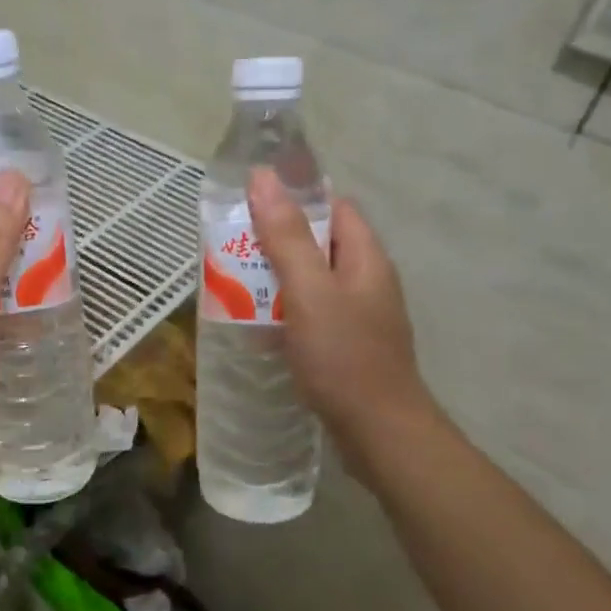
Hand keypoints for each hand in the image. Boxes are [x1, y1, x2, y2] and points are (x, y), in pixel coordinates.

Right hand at [246, 167, 436, 467]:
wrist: (379, 433)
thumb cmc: (344, 356)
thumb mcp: (309, 291)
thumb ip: (286, 236)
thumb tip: (263, 177)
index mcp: (364, 258)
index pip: (334, 207)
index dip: (296, 198)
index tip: (251, 204)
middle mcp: (365, 280)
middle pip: (319, 243)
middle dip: (276, 241)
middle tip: (232, 247)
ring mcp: (358, 316)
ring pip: (311, 281)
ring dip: (275, 279)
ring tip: (233, 283)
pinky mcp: (346, 345)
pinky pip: (310, 314)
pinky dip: (283, 312)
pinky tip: (257, 325)